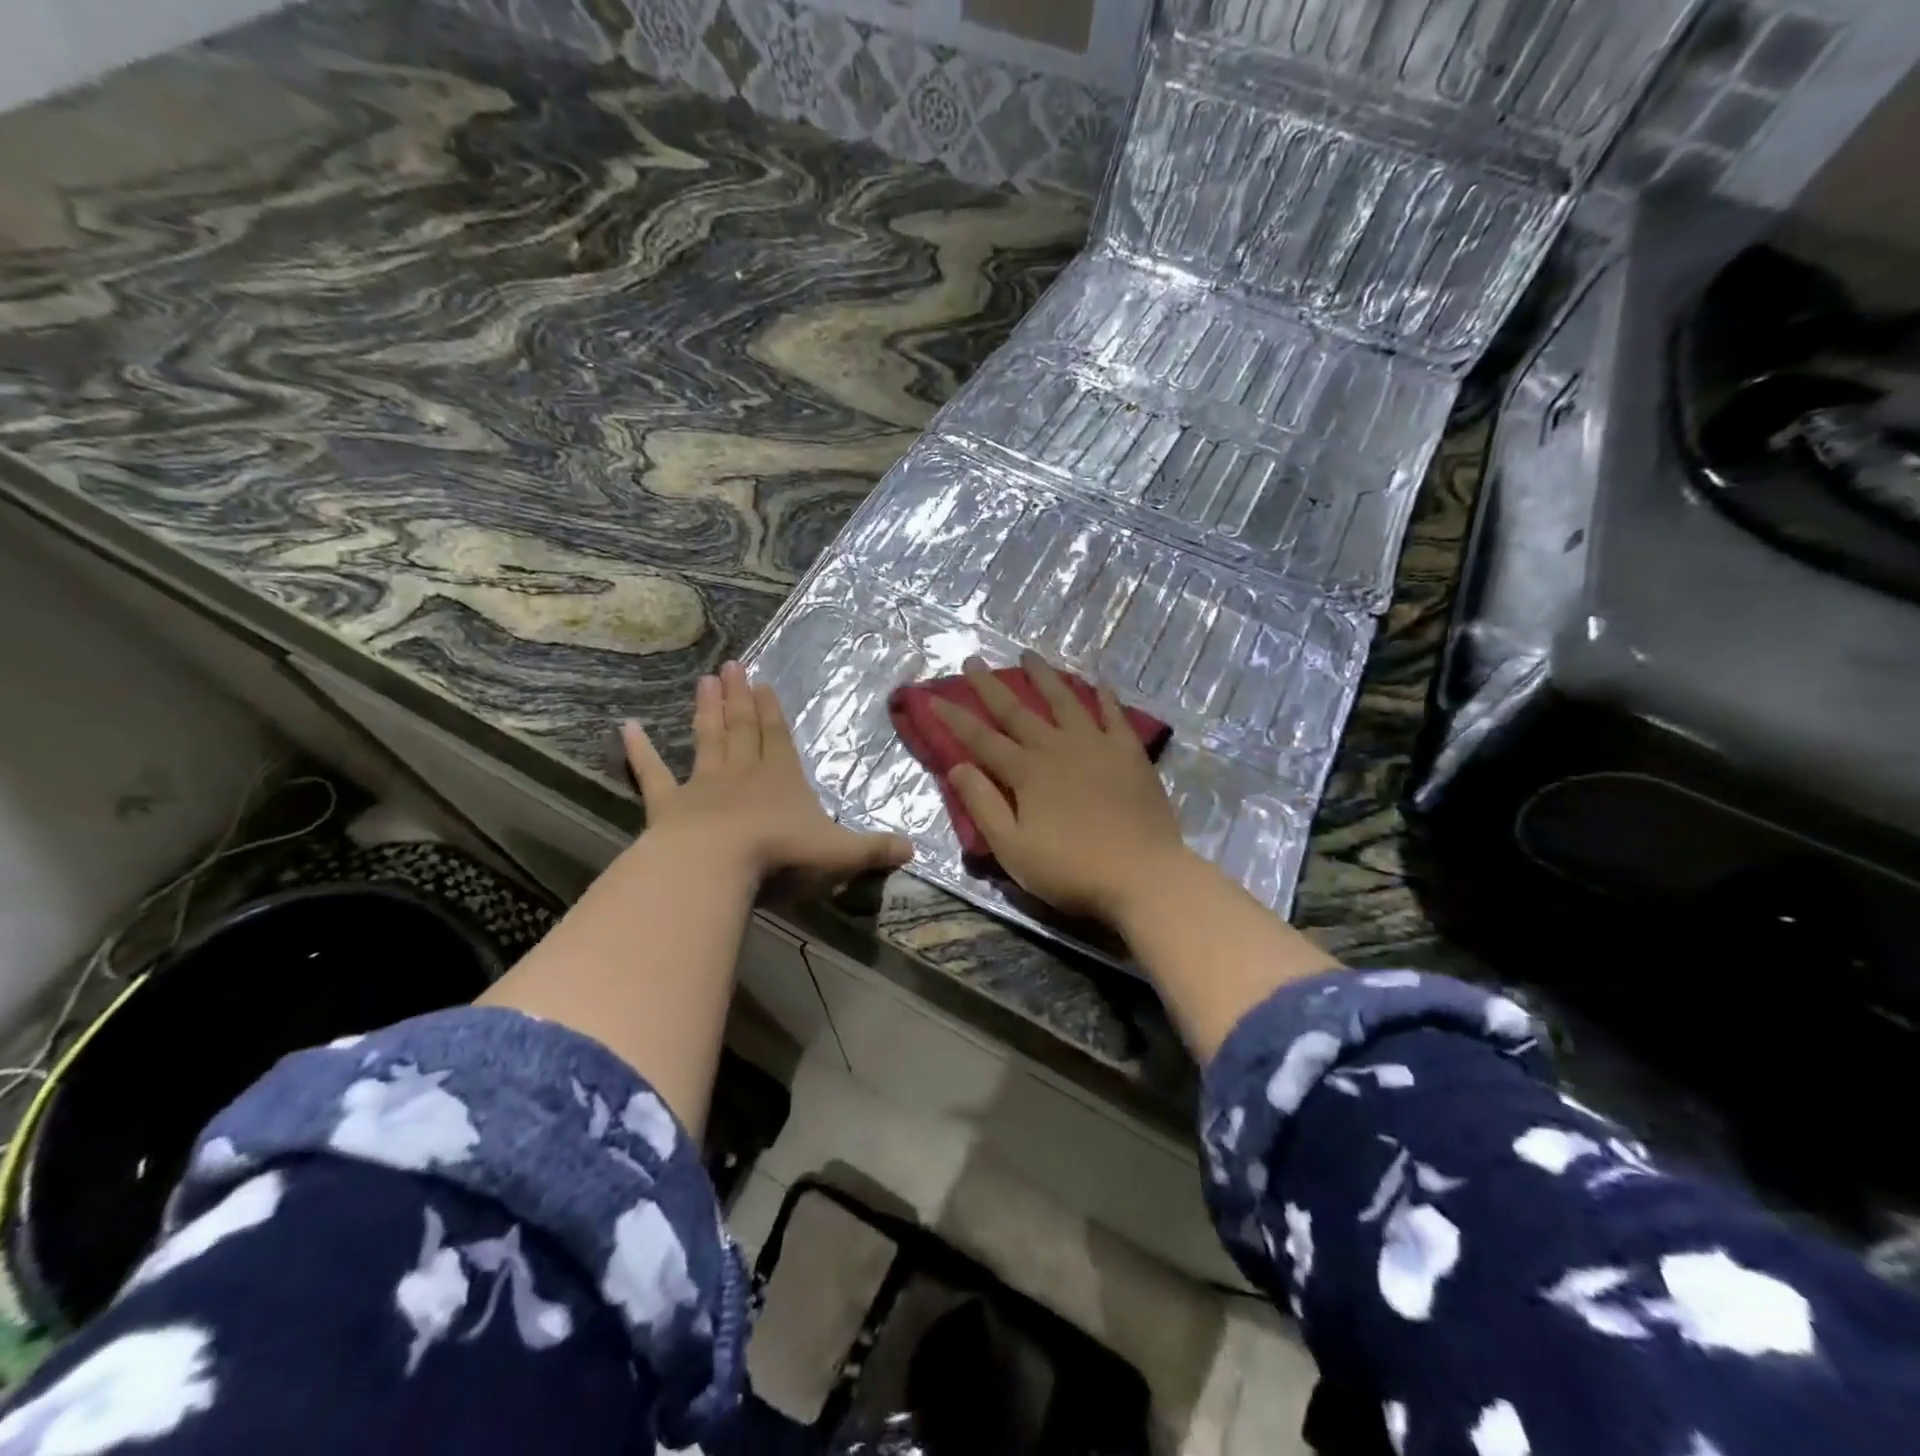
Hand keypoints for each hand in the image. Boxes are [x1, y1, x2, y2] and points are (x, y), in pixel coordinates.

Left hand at [624, 661, 911, 883]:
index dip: (771, 711)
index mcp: (781, 778)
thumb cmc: (782, 854)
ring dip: (706, 711)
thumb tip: (914, 849)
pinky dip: (639, 751)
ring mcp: (703, 785)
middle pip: (741, 728)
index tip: (762, 683)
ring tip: (704, 681)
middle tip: (731, 666)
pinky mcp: (668, 805)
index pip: (778, 737)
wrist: (718, 865)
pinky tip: (627, 728)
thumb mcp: (841, 853)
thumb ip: (875, 849)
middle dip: (738, 698)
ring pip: (706, 740)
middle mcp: (742, 772)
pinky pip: (652, 773)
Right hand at [930, 652, 1189, 921]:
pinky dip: (1103, 696)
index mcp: (1026, 772)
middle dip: (990, 686)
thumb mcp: (1013, 848)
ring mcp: (1096, 744)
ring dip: (1043, 676)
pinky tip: (1097, 681)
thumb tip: (957, 766)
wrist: (1143, 874)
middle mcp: (1056, 747)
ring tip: (1028, 655)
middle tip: (973, 660)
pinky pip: (1113, 714)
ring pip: (1064, 700)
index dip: (954, 718)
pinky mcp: (1129, 752)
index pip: (981, 738)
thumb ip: (983, 805)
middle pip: (1016, 710)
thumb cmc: (1071, 869)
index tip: (933, 697)